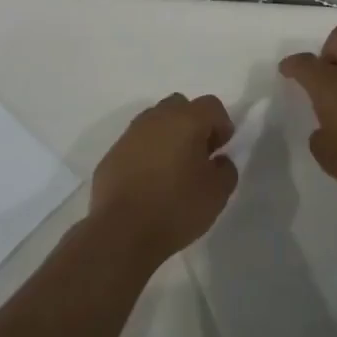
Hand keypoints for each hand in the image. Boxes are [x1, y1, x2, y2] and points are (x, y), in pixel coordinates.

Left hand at [89, 93, 237, 263]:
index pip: (211, 105)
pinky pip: (136, 144)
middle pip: (180, 106)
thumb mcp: (217, 193)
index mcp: (185, 120)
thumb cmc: (176, 207)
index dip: (222, 125)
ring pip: (155, 122)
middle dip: (193, 124)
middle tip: (198, 155)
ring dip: (168, 137)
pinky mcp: (111, 154)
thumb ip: (226, 170)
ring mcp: (129, 135)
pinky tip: (149, 182)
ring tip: (173, 170)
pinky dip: (147, 154)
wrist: (121, 232)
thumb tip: (218, 161)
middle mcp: (156, 119)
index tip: (221, 150)